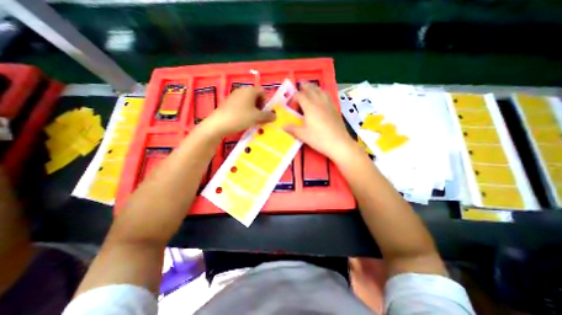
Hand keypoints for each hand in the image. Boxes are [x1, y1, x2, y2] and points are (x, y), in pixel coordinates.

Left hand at [201, 87, 275, 137]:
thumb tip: (275, 116)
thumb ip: (268, 116)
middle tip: (260, 118)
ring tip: (253, 121)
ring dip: (253, 111)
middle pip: (255, 97)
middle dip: (260, 107)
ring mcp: (234, 97)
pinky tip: (244, 121)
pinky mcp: (228, 103)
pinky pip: (241, 106)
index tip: (265, 112)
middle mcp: (242, 91)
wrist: (219, 124)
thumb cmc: (240, 117)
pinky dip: (245, 112)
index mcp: (250, 90)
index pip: (262, 91)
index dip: (266, 101)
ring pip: (248, 102)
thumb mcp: (257, 117)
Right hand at [286, 84, 354, 161]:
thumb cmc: (319, 139)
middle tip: (300, 86)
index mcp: (310, 107)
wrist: (339, 143)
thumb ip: (292, 129)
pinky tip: (321, 98)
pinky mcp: (334, 109)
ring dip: (314, 88)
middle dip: (304, 87)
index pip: (300, 96)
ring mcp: (328, 105)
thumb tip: (282, 126)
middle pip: (311, 89)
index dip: (294, 97)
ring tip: (310, 88)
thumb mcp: (303, 135)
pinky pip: (327, 96)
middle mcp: (319, 102)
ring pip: (321, 91)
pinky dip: (322, 93)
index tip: (291, 104)